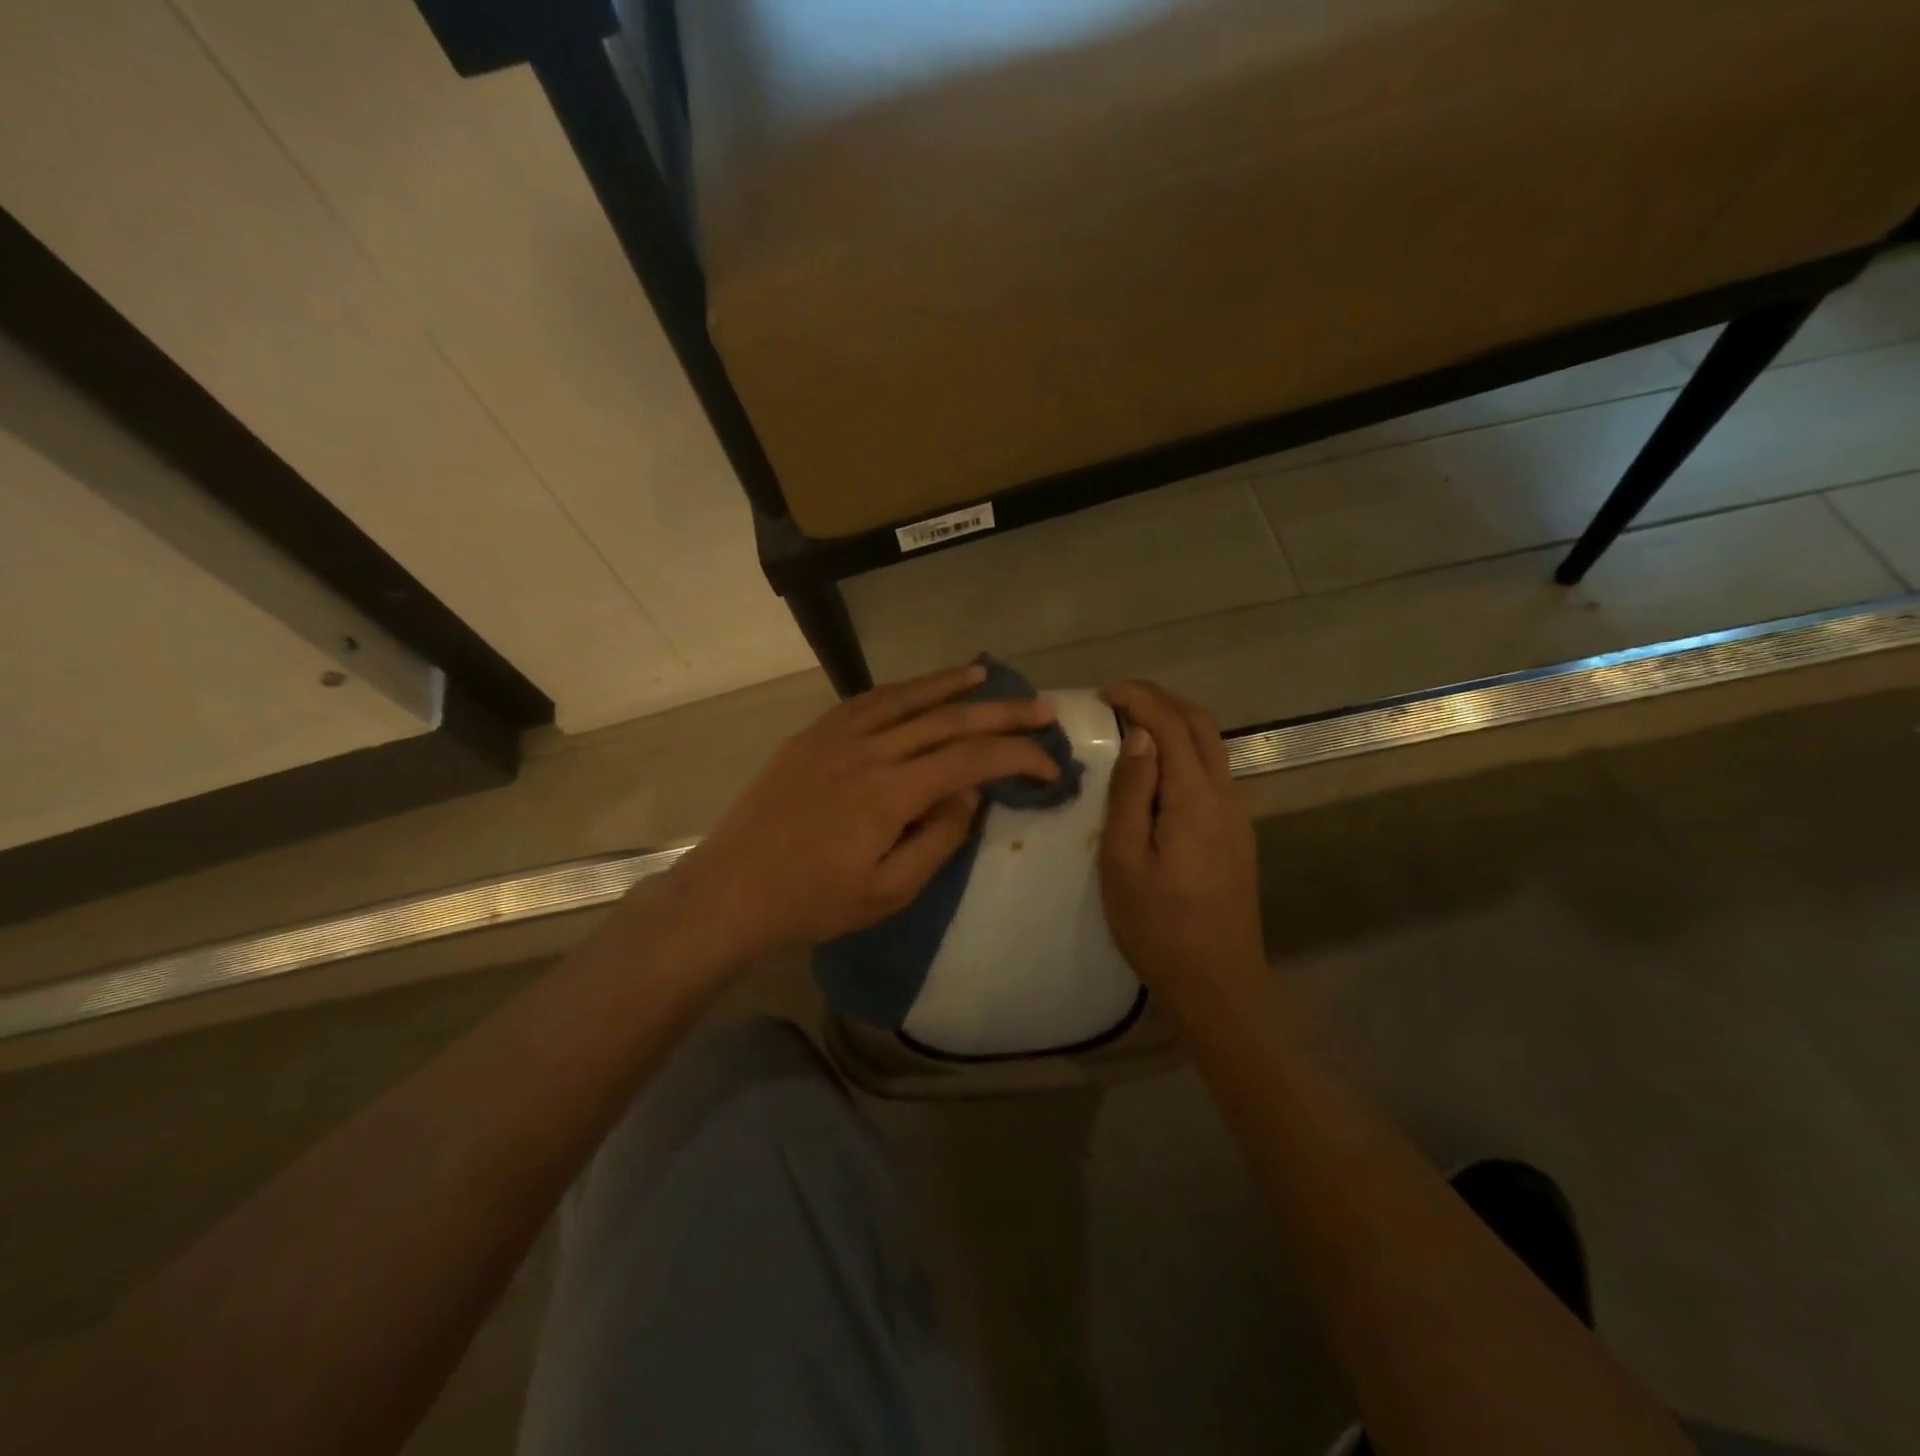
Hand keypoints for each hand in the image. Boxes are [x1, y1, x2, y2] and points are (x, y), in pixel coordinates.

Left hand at [668, 663, 1059, 960]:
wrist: (731, 890)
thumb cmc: (813, 902)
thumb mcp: (888, 891)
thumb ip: (939, 838)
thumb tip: (971, 792)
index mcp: (891, 791)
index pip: (972, 760)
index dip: (1018, 757)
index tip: (1050, 765)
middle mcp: (868, 750)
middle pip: (948, 719)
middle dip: (1002, 712)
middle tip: (1042, 707)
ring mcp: (835, 737)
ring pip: (906, 698)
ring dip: (950, 685)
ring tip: (985, 674)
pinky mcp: (811, 736)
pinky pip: (865, 701)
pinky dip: (900, 691)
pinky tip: (916, 690)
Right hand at [1099, 680, 1266, 1012]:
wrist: (1218, 983)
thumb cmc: (1158, 926)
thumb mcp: (1125, 861)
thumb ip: (1131, 793)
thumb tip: (1138, 736)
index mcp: (1195, 799)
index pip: (1172, 724)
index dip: (1139, 698)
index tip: (1102, 693)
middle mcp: (1225, 796)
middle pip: (1201, 725)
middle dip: (1161, 699)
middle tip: (1117, 699)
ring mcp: (1237, 815)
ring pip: (1212, 747)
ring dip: (1175, 723)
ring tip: (1131, 726)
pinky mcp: (1236, 834)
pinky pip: (1212, 772)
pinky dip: (1184, 751)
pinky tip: (1155, 770)